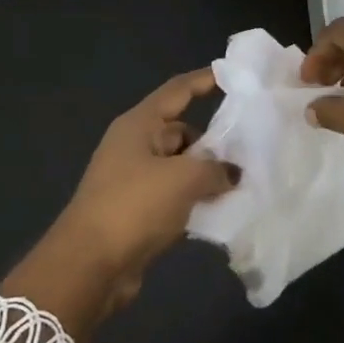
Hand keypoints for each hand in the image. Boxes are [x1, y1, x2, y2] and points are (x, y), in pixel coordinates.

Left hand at [1, 69, 237, 342]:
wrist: (90, 265)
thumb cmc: (134, 206)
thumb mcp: (183, 179)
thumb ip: (216, 168)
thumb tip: (233, 172)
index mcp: (139, 125)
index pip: (178, 91)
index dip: (206, 80)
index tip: (236, 77)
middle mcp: (136, 146)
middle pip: (182, 132)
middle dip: (215, 141)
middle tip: (253, 151)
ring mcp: (135, 179)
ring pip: (182, 167)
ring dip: (208, 175)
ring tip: (245, 183)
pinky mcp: (138, 210)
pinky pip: (176, 195)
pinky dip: (196, 200)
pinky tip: (222, 210)